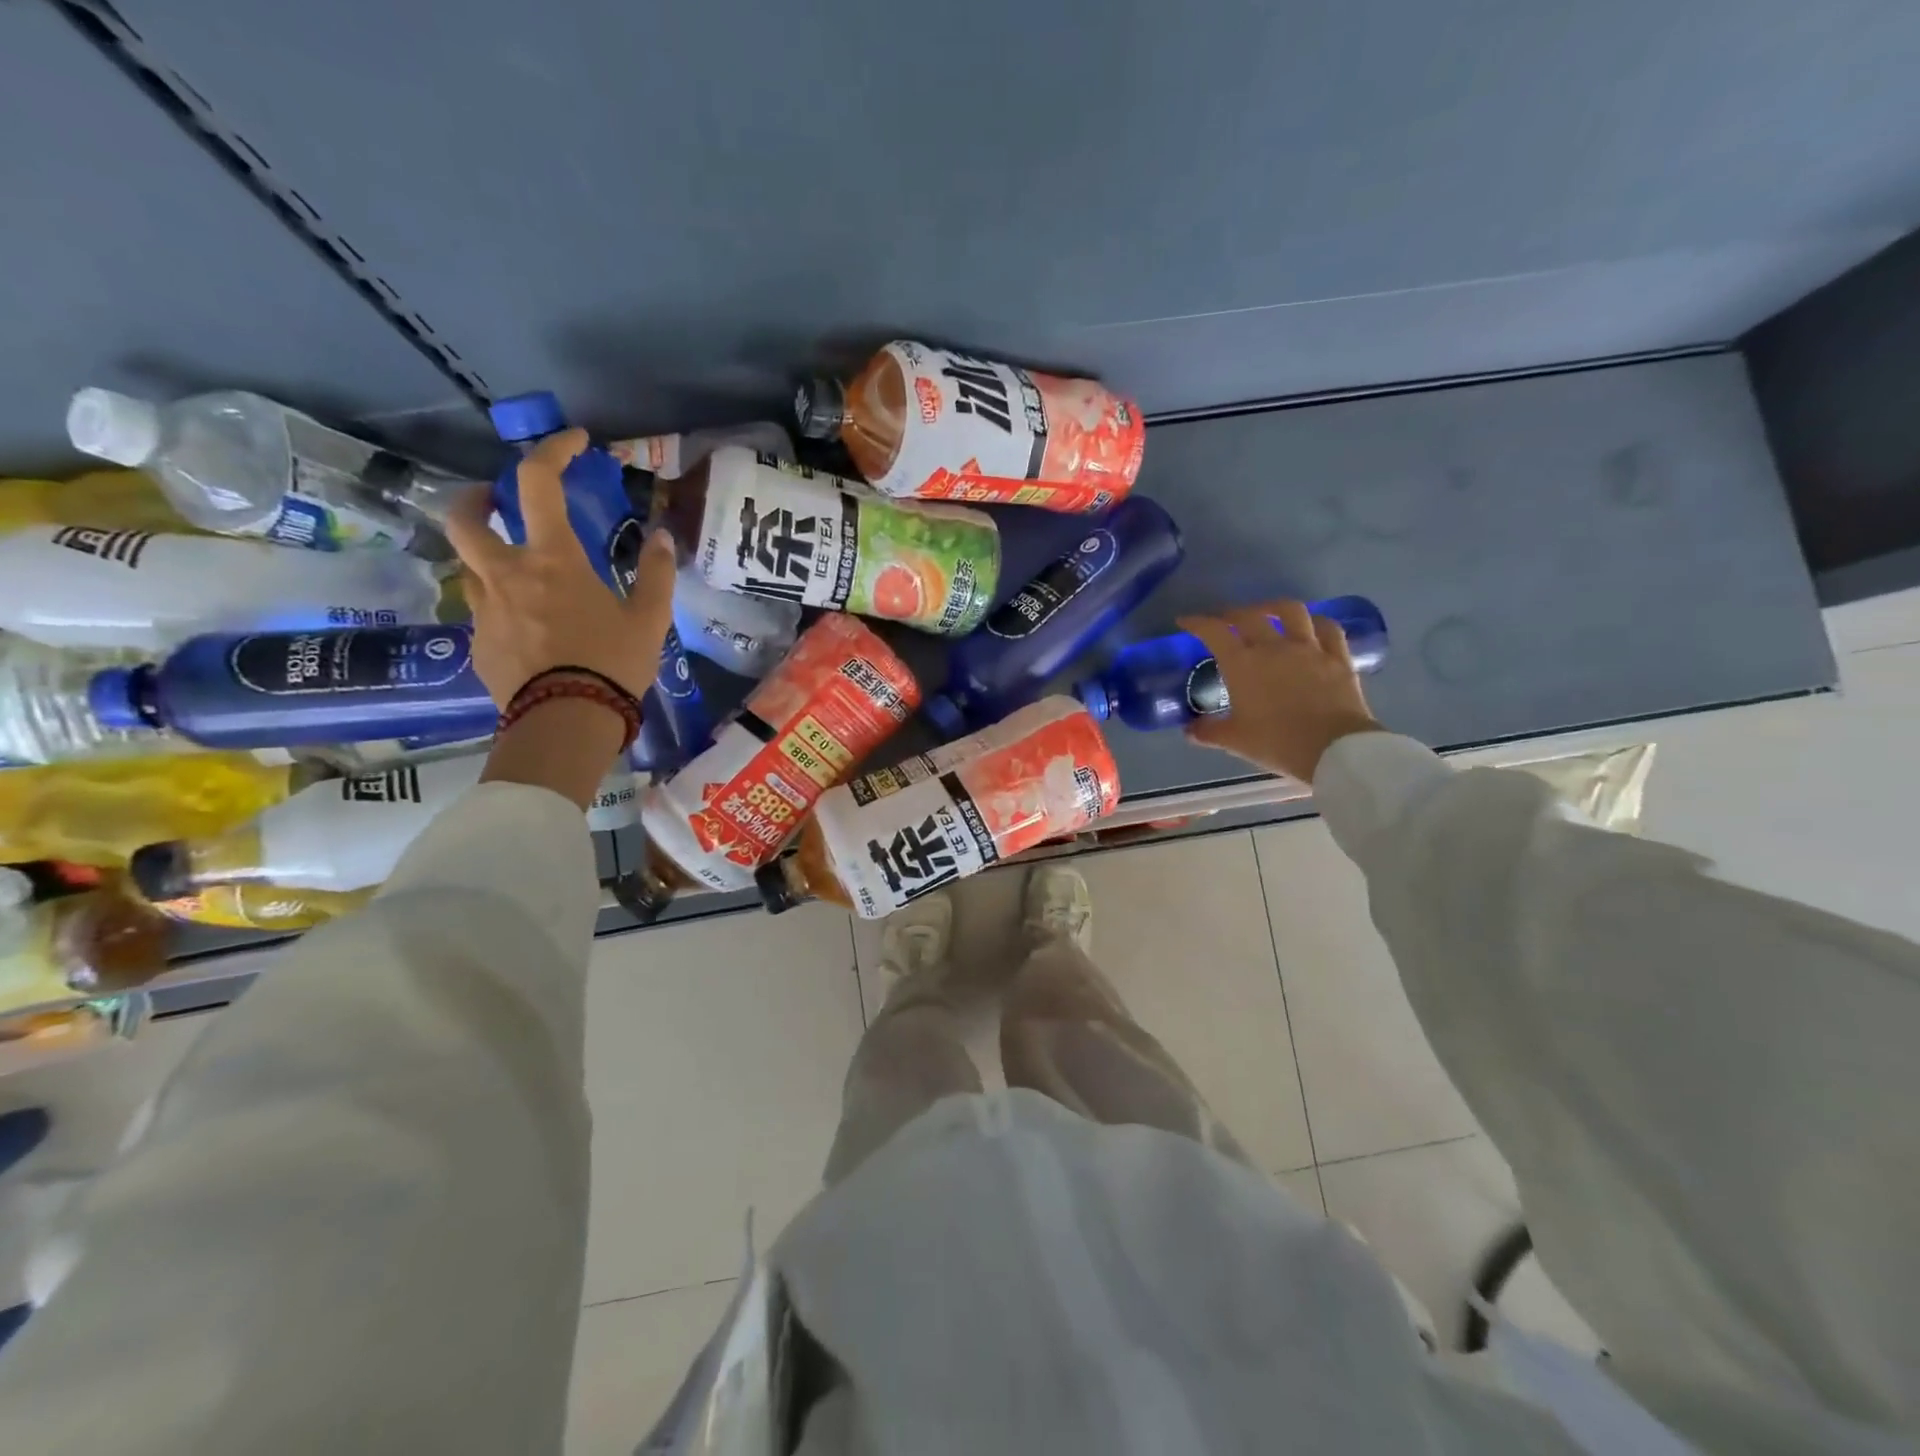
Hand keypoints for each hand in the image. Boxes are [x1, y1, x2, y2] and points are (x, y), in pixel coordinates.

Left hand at [445, 428, 676, 707]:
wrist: (567, 722)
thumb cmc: (612, 663)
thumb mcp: (649, 619)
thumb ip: (656, 573)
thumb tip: (661, 537)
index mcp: (552, 559)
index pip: (537, 482)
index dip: (553, 450)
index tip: (574, 442)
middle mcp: (506, 574)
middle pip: (466, 517)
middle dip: (477, 498)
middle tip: (496, 502)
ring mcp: (484, 608)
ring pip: (470, 566)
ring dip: (489, 557)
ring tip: (520, 575)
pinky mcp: (477, 643)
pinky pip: (482, 610)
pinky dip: (501, 606)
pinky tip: (528, 630)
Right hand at [1178, 600, 1382, 781]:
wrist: (1333, 750)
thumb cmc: (1276, 743)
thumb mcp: (1234, 741)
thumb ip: (1208, 732)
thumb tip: (1190, 730)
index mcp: (1242, 664)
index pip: (1214, 632)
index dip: (1197, 622)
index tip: (1185, 621)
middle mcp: (1273, 647)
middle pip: (1248, 616)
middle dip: (1231, 613)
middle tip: (1223, 620)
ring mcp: (1309, 648)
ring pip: (1291, 611)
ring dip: (1273, 607)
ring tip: (1266, 613)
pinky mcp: (1337, 657)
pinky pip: (1328, 628)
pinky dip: (1315, 622)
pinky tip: (1311, 625)